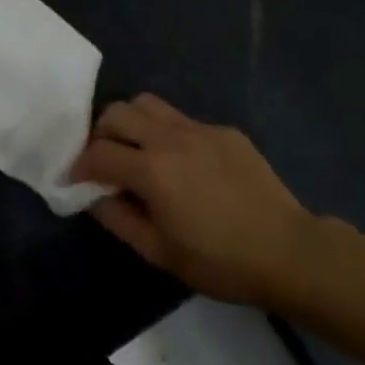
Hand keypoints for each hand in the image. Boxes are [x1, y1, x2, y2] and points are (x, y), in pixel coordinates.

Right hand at [72, 94, 321, 309]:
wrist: (290, 252)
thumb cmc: (220, 261)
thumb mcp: (159, 253)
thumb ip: (117, 219)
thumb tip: (92, 196)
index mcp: (151, 169)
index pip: (97, 153)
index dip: (78, 166)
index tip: (74, 180)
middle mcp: (170, 137)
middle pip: (117, 112)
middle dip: (100, 133)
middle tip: (103, 160)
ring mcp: (199, 128)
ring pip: (147, 103)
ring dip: (131, 122)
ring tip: (136, 150)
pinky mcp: (224, 131)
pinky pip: (182, 119)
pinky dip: (167, 134)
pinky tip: (182, 164)